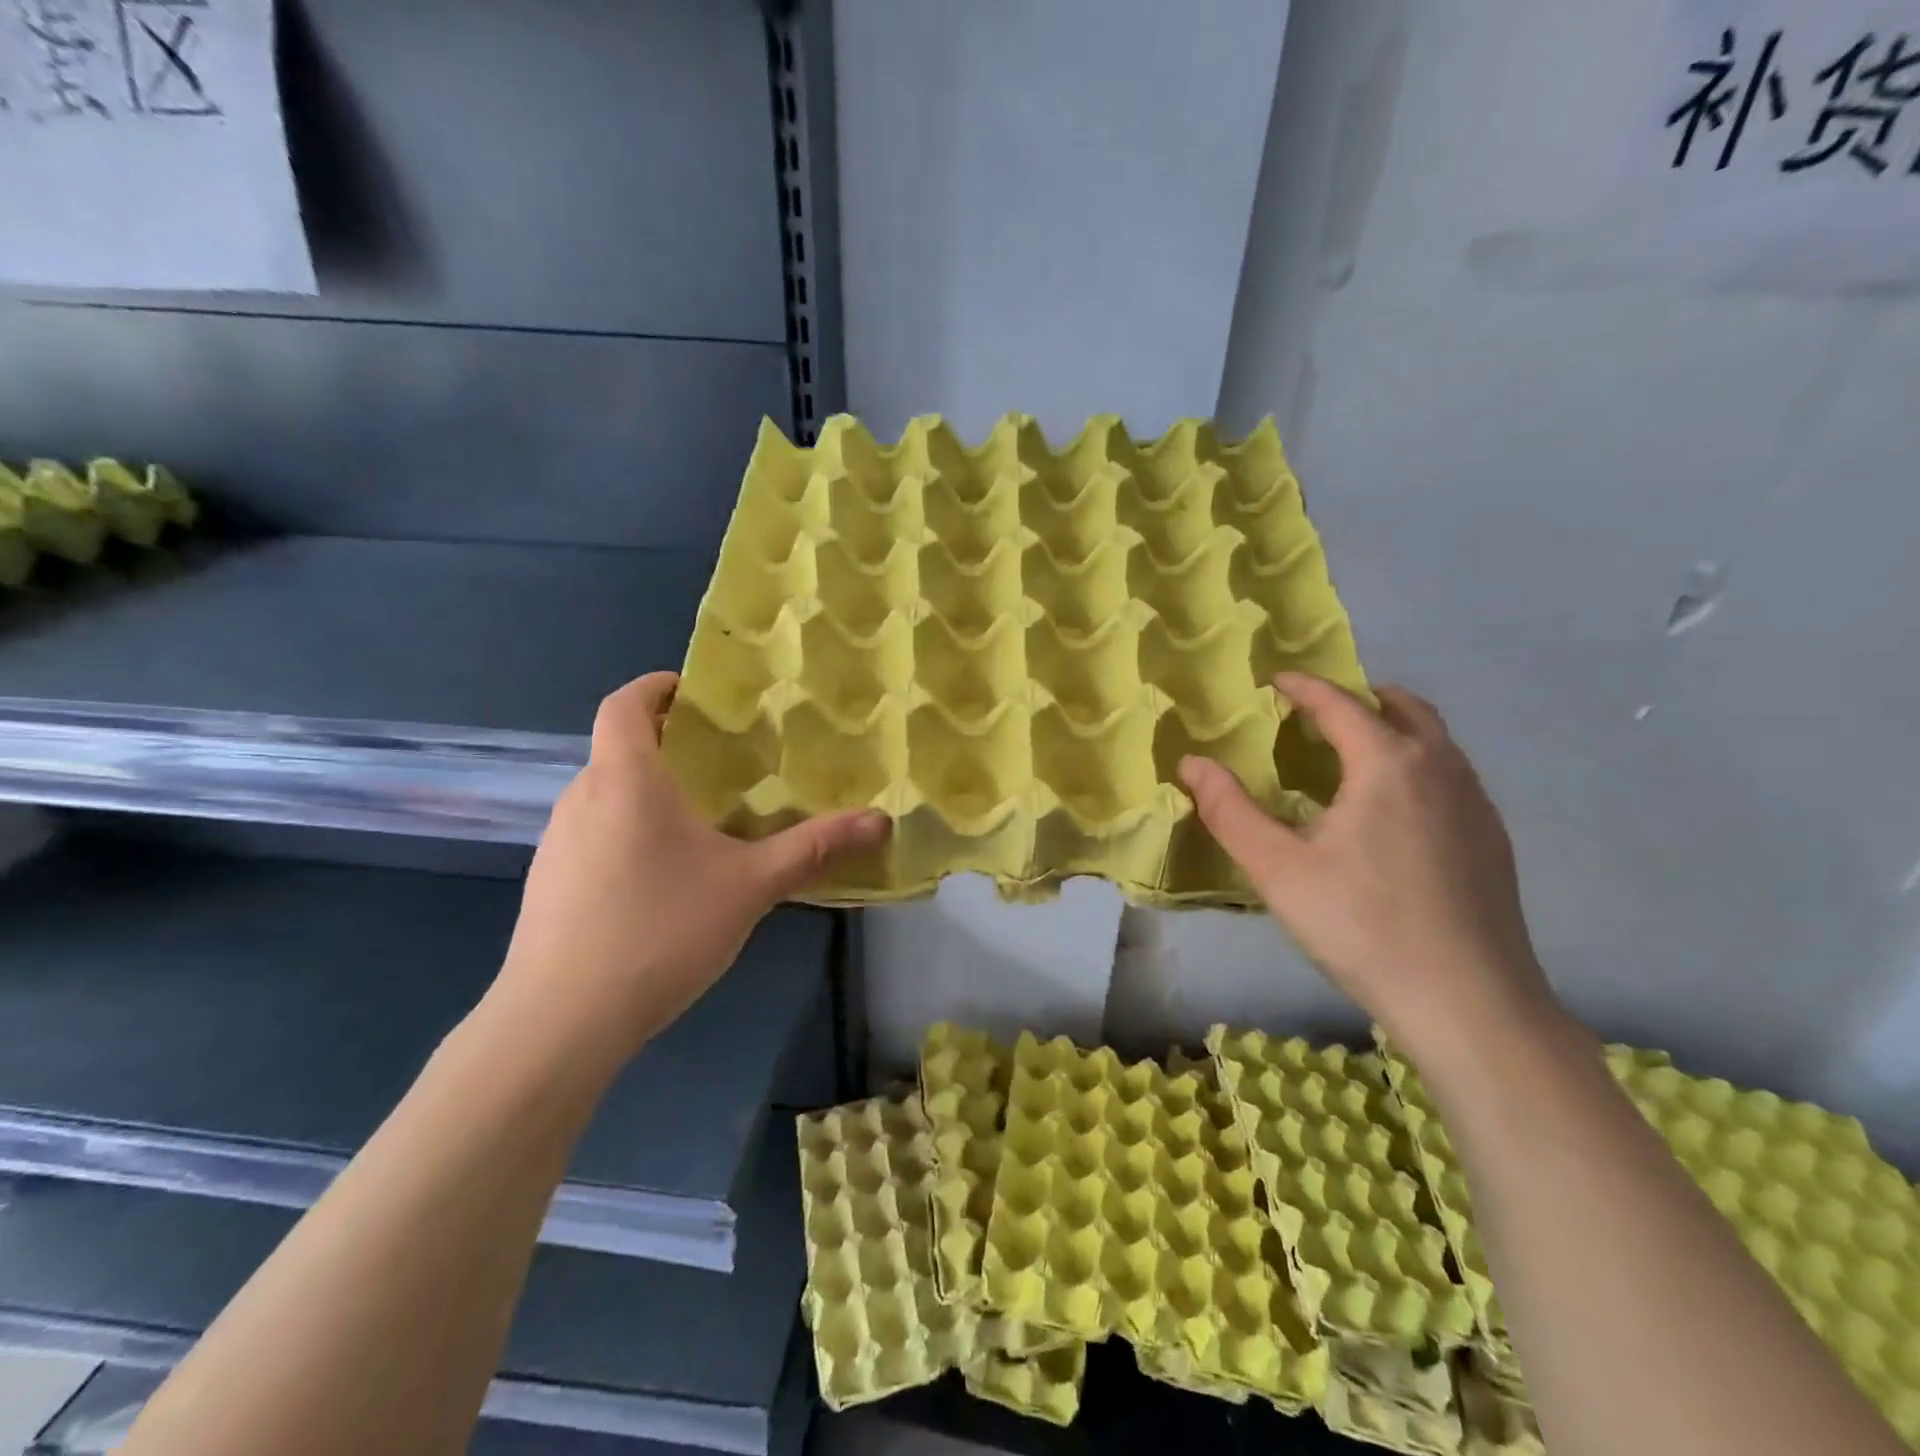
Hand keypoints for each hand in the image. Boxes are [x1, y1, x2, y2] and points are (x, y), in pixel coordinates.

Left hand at [489, 672, 887, 1067]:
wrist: (559, 1022)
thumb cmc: (659, 930)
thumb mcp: (750, 886)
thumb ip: (814, 848)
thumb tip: (880, 820)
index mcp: (625, 777)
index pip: (626, 703)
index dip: (656, 686)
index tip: (696, 693)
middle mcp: (581, 797)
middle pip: (620, 748)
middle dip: (669, 744)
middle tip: (724, 762)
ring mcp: (557, 842)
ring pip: (606, 794)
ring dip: (648, 791)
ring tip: (702, 819)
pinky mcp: (547, 883)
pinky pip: (593, 834)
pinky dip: (628, 831)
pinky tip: (662, 879)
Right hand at [1178, 674, 1558, 1070]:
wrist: (1469, 1002)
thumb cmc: (1361, 926)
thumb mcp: (1276, 868)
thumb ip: (1229, 810)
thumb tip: (1191, 763)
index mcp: (1388, 764)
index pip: (1341, 704)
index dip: (1304, 687)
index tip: (1276, 681)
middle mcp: (1441, 768)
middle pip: (1403, 708)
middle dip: (1359, 699)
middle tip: (1319, 714)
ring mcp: (1476, 804)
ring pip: (1435, 742)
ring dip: (1392, 730)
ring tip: (1352, 757)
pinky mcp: (1494, 840)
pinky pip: (1450, 776)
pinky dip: (1416, 765)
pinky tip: (1393, 813)